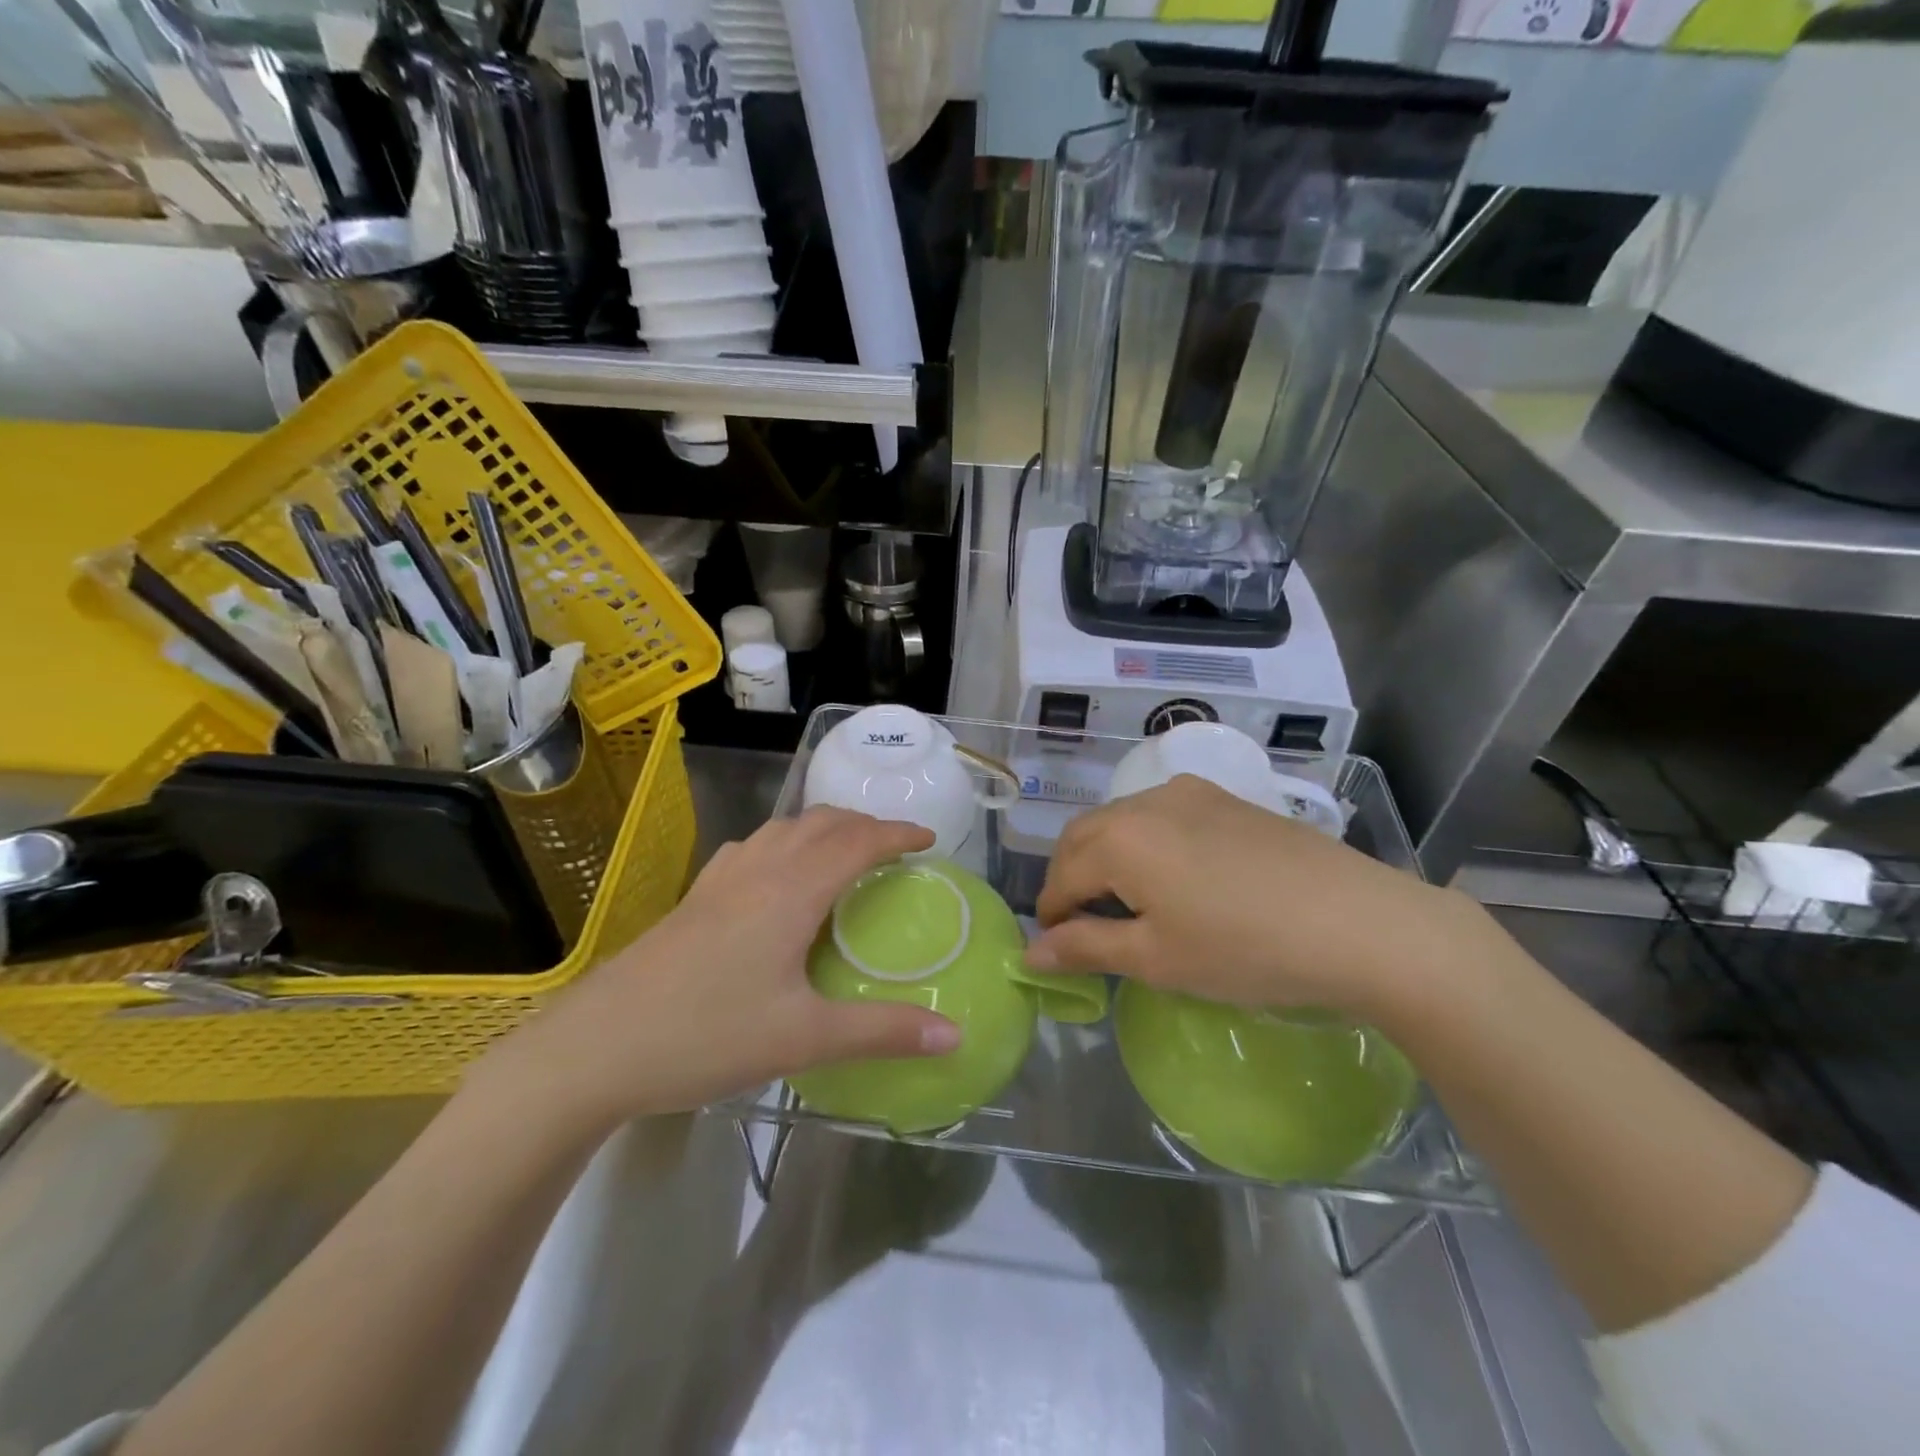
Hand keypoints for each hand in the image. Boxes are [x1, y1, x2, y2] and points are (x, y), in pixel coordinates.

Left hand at [475, 809, 961, 1129]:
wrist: (595, 1046)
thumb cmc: (707, 1036)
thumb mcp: (804, 1039)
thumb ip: (883, 1032)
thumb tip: (957, 1037)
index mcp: (792, 891)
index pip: (858, 842)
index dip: (898, 833)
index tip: (930, 838)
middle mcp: (759, 870)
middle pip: (822, 823)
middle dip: (865, 824)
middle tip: (895, 847)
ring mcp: (720, 880)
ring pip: (783, 829)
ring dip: (823, 828)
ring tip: (845, 852)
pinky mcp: (695, 897)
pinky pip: (751, 848)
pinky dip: (782, 843)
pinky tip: (774, 874)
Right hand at [1028, 776, 1487, 1019]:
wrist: (1359, 923)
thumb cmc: (1244, 949)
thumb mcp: (1156, 959)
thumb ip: (1087, 948)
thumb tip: (1032, 952)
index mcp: (1119, 837)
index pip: (1061, 876)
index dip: (1051, 915)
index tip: (1055, 948)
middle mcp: (1145, 801)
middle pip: (1084, 837)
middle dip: (1071, 878)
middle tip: (1082, 926)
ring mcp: (1190, 794)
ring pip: (1123, 820)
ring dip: (1107, 856)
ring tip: (1127, 902)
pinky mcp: (1226, 799)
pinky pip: (1162, 814)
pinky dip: (1145, 842)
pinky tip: (1174, 876)